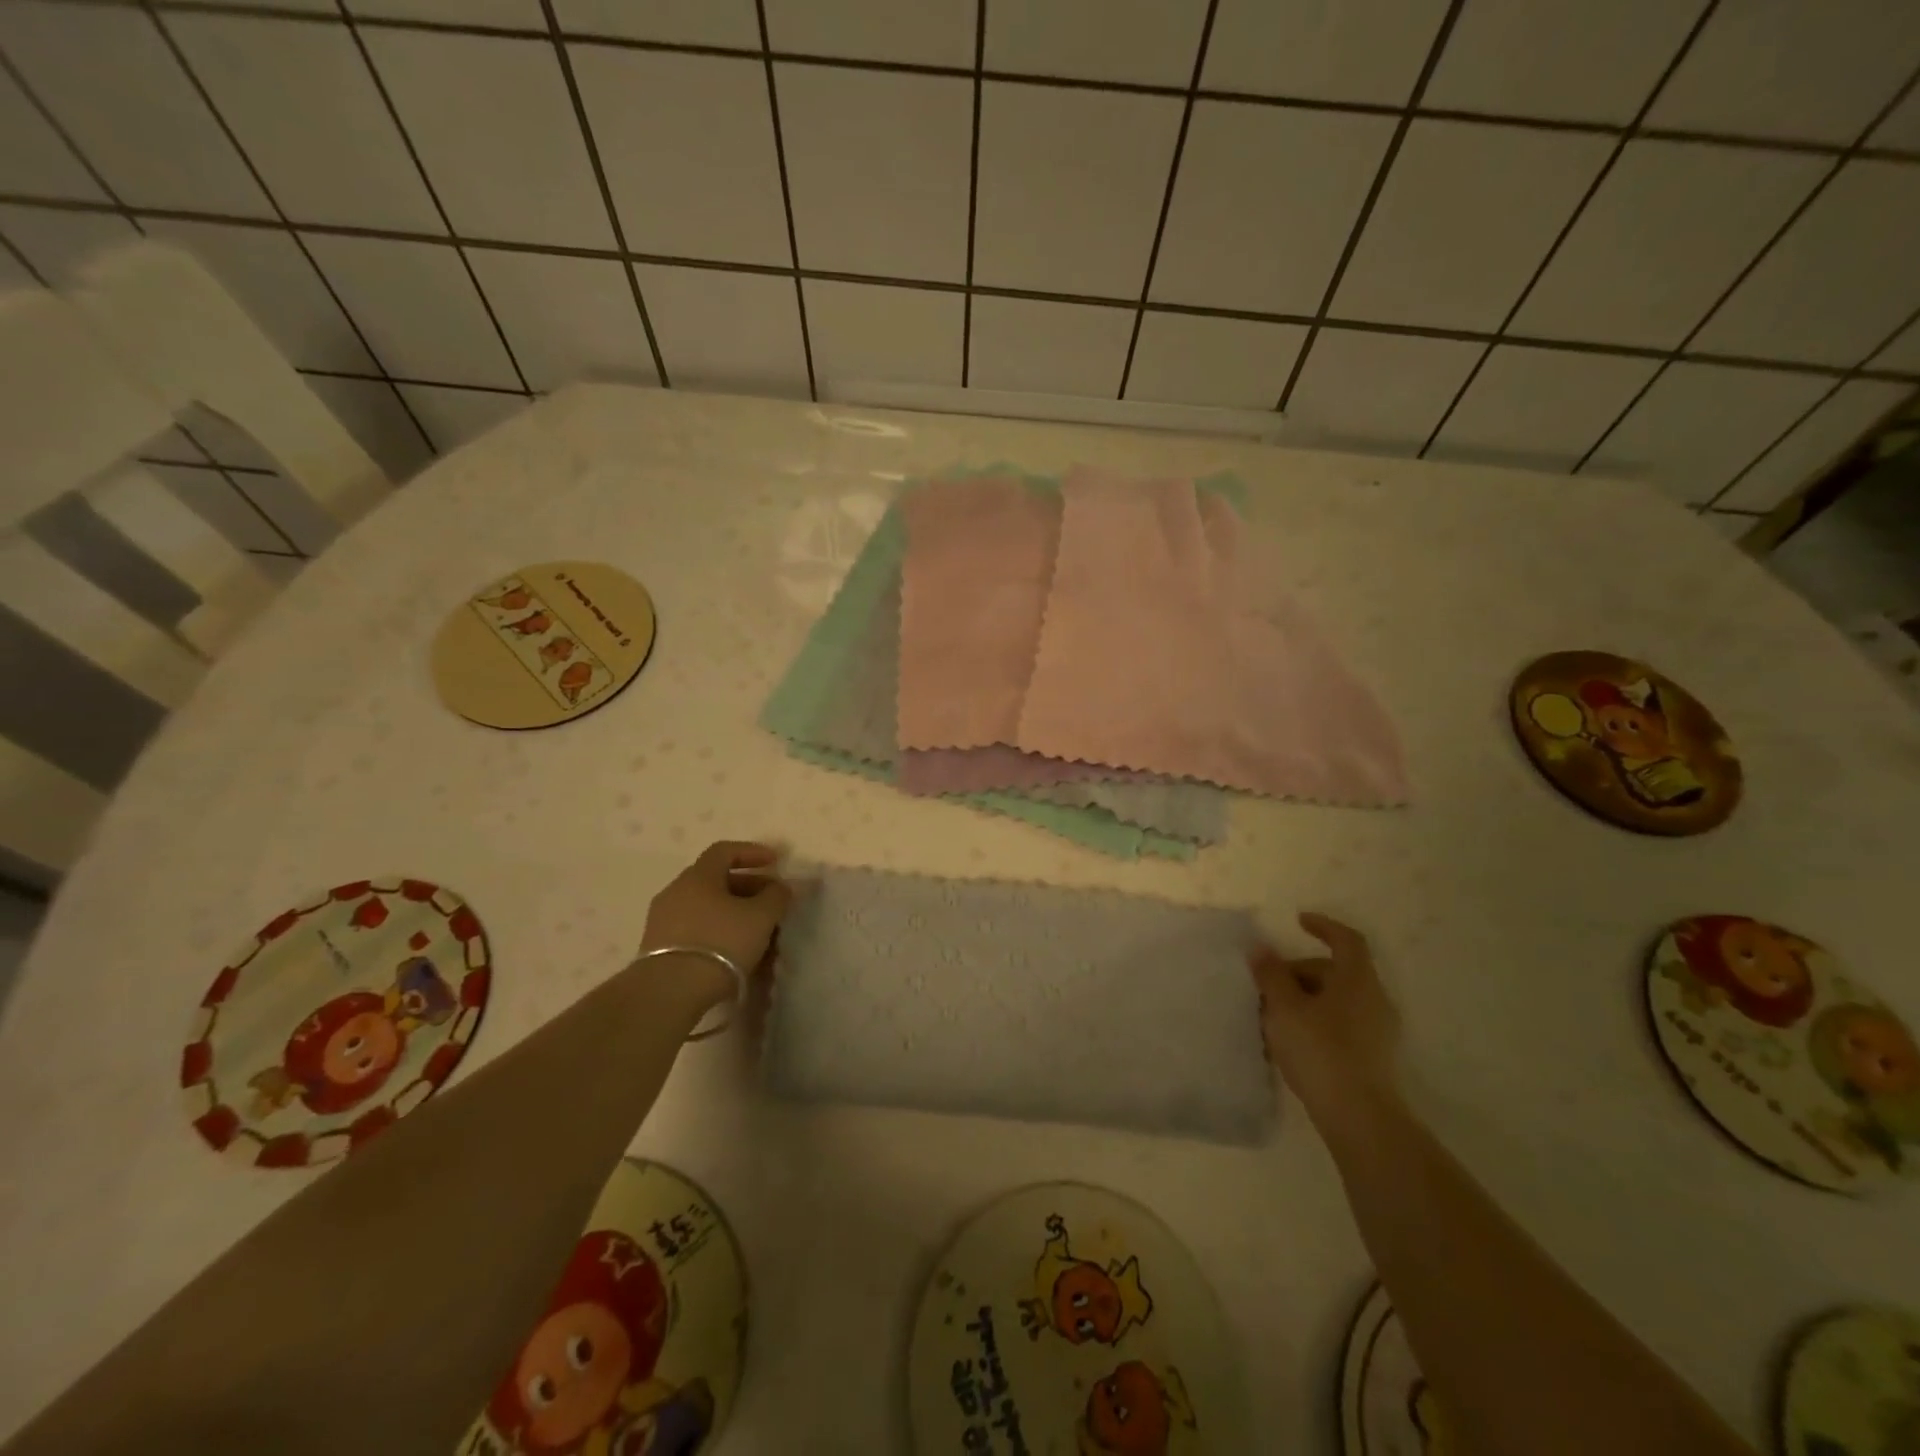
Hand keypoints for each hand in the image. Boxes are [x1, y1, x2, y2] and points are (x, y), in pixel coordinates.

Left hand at [641, 842, 793, 998]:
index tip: (775, 861)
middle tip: (770, 901)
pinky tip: (733, 950)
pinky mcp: (658, 947)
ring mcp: (663, 920)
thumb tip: (779, 887)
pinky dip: (717, 930)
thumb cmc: (721, 943)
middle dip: (747, 886)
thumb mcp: (761, 917)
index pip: (724, 850)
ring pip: (705, 906)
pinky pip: (694, 928)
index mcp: (698, 876)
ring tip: (755, 930)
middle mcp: (676, 891)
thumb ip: (775, 896)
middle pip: (715, 879)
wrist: (670, 991)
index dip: (752, 852)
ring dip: (732, 911)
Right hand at [1249, 913, 1400, 1125]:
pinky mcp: (1372, 1058)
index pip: (1347, 940)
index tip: (1298, 921)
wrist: (1359, 1117)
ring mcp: (1377, 1031)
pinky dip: (1314, 1023)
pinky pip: (1339, 1025)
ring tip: (1271, 1016)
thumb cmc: (1320, 1050)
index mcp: (1358, 980)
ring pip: (1335, 1001)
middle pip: (1335, 972)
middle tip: (1267, 986)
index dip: (1323, 926)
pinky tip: (1287, 1043)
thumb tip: (1261, 948)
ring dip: (1303, 1001)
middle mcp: (1374, 1000)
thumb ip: (1271, 975)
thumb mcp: (1285, 1007)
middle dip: (1298, 972)